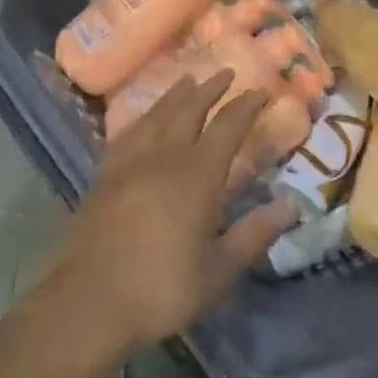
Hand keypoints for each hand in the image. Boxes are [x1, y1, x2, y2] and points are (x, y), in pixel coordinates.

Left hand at [44, 70, 298, 353]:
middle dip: (210, 89)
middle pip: (188, 110)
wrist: (86, 305)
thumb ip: (254, 234)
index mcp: (196, 176)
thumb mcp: (218, 271)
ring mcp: (128, 164)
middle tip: (225, 72)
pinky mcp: (104, 177)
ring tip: (187, 81)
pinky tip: (143, 120)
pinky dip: (142, 118)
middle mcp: (163, 158)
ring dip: (175, 96)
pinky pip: (128, 133)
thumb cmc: (160, 290)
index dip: (246, 107)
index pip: (227, 128)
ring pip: (156, 116)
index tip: (261, 92)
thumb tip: (291, 205)